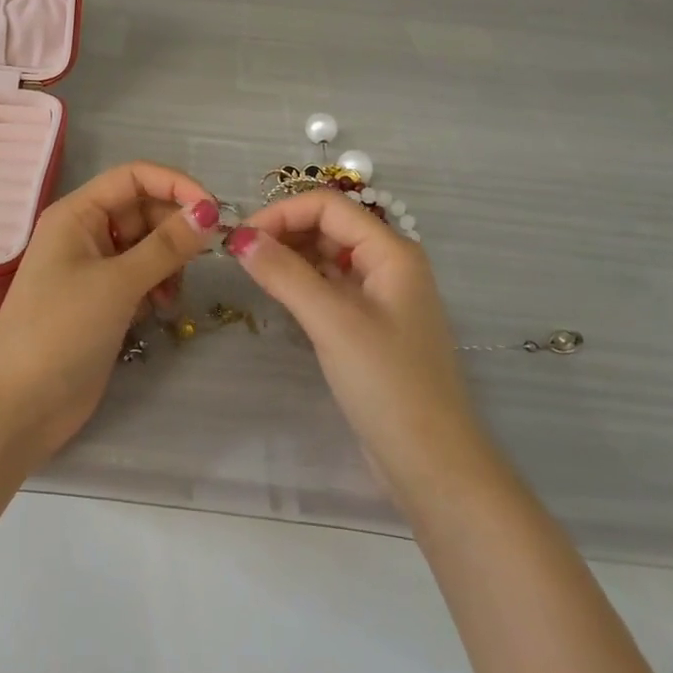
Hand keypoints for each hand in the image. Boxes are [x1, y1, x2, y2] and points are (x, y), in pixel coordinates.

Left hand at [0, 161, 218, 462]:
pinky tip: (159, 310)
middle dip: (174, 229)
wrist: (20, 406)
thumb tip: (209, 212)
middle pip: (143, 209)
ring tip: (171, 295)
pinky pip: (141, 276)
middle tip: (203, 257)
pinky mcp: (103, 301)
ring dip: (169, 262)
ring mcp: (94, 268)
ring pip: (147, 245)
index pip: (134, 176)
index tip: (213, 210)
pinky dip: (157, 286)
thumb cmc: (61, 330)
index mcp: (78, 213)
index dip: (175, 184)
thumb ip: (166, 246)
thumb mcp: (118, 283)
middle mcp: (86, 232)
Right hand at [226, 190, 495, 506]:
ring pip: (328, 256)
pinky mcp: (370, 325)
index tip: (240, 237)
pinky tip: (277, 293)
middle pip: (329, 226)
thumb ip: (285, 274)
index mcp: (392, 252)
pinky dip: (301, 282)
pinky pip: (330, 285)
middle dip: (284, 231)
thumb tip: (239, 238)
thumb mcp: (332, 322)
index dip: (282, 212)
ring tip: (252, 271)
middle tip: (239, 254)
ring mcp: (381, 295)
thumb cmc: (388, 385)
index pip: (328, 206)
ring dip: (290, 256)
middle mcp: (389, 264)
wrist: (433, 466)